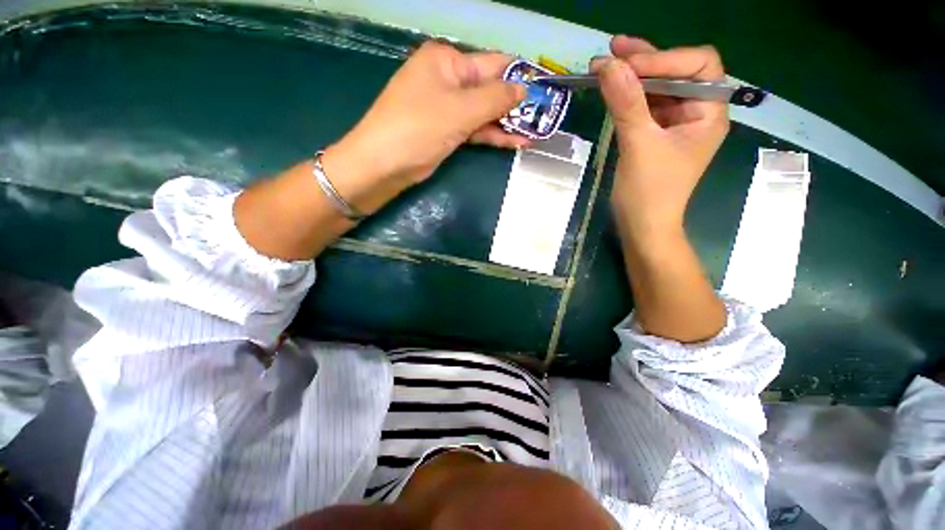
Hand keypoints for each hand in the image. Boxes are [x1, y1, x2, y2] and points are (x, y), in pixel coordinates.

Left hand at [323, 41, 527, 213]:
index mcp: (448, 61)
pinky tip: (515, 143)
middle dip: (516, 105)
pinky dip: (493, 136)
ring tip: (535, 134)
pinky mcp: (447, 131)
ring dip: (508, 124)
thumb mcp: (460, 110)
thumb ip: (495, 98)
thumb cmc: (419, 127)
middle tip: (544, 119)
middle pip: (490, 90)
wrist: (385, 164)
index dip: (520, 78)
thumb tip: (523, 89)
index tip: (545, 92)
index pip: (493, 64)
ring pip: (484, 113)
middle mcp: (448, 80)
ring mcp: (447, 108)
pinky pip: (475, 129)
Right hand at [593, 36, 728, 241]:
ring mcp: (674, 124)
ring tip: (605, 62)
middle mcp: (696, 112)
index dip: (664, 58)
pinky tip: (611, 88)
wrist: (642, 226)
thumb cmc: (650, 192)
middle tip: (613, 49)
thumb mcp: (638, 145)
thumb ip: (626, 103)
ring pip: (657, 88)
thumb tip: (607, 65)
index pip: (697, 66)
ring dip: (632, 75)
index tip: (626, 63)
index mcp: (709, 113)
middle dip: (646, 59)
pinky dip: (627, 96)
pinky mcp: (654, 134)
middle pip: (677, 72)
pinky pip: (644, 106)